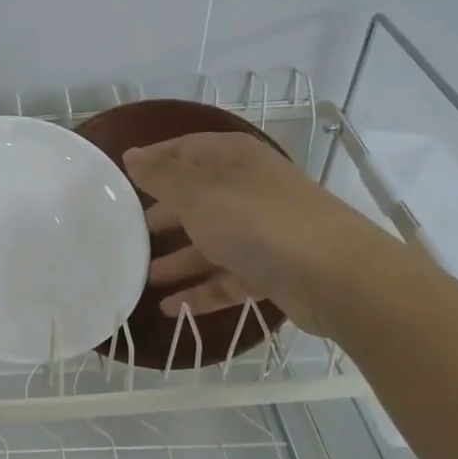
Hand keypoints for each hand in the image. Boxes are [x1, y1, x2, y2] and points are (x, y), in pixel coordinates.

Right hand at [124, 133, 391, 337]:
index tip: (120, 181)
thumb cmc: (257, 222)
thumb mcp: (198, 194)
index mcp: (234, 159)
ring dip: (178, 259)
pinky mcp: (273, 270)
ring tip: (142, 277)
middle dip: (164, 215)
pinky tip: (170, 308)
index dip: (154, 161)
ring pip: (211, 242)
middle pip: (198, 198)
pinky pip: (228, 278)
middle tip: (128, 232)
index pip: (186, 149)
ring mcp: (264, 231)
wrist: (337, 276)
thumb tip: (131, 154)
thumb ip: (161, 176)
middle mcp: (250, 189)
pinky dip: (201, 291)